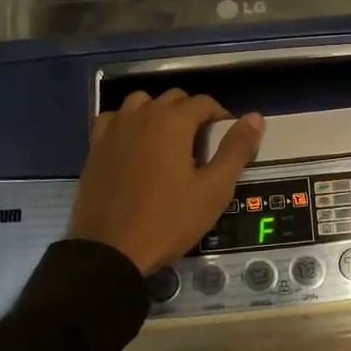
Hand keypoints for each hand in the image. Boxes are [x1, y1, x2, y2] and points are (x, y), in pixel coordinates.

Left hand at [68, 91, 265, 274]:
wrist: (110, 251)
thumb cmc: (169, 220)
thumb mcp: (214, 189)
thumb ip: (236, 150)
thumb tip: (256, 117)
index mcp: (173, 122)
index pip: (204, 102)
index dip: (220, 116)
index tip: (226, 140)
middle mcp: (142, 115)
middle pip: (174, 99)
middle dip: (191, 114)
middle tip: (201, 146)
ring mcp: (115, 129)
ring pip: (141, 103)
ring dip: (158, 113)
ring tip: (167, 142)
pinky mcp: (95, 146)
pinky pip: (114, 119)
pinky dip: (128, 123)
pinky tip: (134, 145)